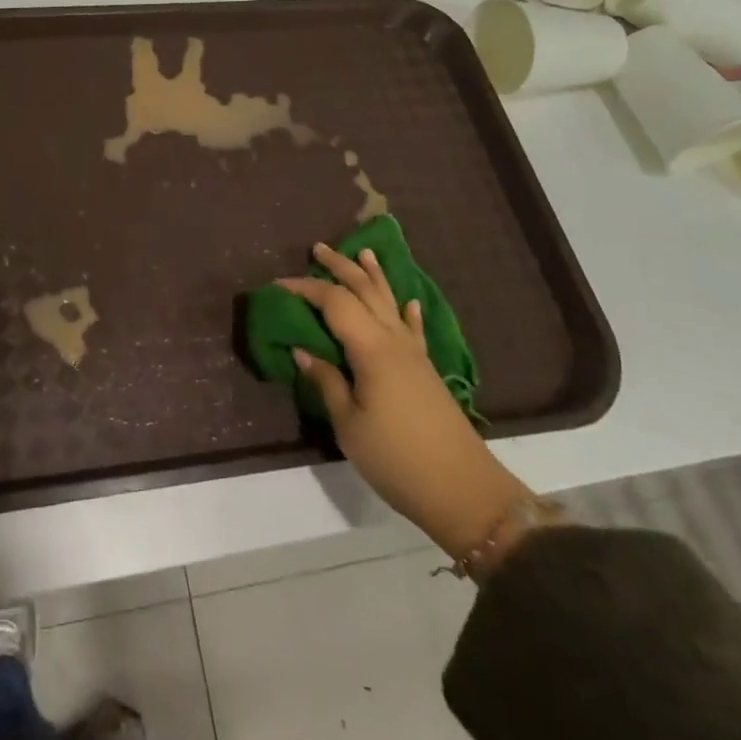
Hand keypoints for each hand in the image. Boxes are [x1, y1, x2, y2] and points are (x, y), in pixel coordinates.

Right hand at [282, 244, 530, 561]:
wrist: (463, 490)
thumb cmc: (396, 458)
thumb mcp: (349, 425)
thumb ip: (327, 382)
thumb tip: (303, 351)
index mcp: (370, 348)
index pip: (334, 302)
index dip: (305, 289)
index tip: (277, 285)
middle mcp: (393, 340)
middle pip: (365, 291)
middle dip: (341, 267)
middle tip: (318, 249)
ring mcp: (414, 353)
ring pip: (391, 302)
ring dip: (375, 276)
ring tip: (365, 253)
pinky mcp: (427, 370)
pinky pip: (414, 329)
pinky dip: (408, 312)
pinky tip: (409, 303)